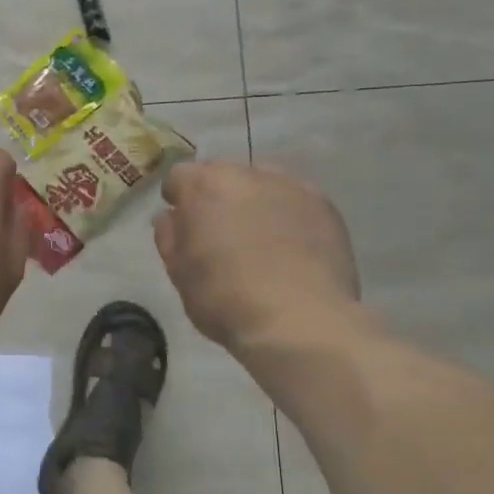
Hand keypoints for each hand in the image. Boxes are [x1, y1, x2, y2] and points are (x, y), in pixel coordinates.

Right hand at [154, 160, 363, 350]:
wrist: (300, 321)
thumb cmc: (226, 299)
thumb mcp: (180, 273)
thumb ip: (169, 236)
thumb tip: (171, 217)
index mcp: (205, 187)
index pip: (179, 175)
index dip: (177, 198)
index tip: (181, 222)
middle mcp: (247, 175)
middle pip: (222, 172)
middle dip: (215, 194)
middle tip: (218, 230)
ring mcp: (291, 187)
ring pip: (261, 182)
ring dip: (252, 200)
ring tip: (257, 237)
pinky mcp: (324, 206)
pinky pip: (294, 199)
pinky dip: (285, 213)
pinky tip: (289, 244)